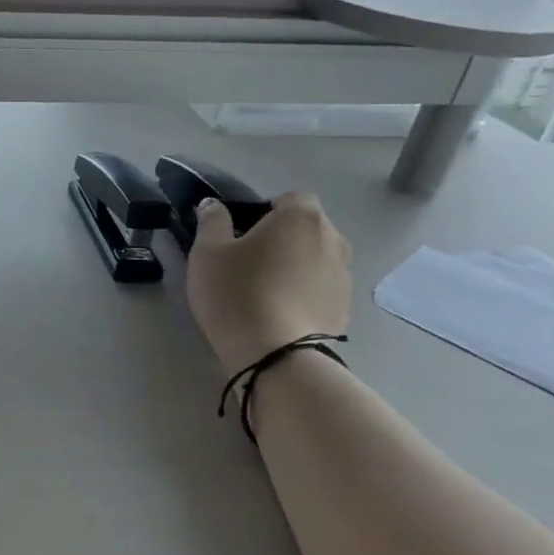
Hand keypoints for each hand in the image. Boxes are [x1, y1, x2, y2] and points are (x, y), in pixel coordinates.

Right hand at [185, 192, 352, 372]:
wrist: (275, 355)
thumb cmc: (237, 293)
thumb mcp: (207, 253)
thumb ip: (211, 221)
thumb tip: (213, 204)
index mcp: (301, 216)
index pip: (288, 199)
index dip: (264, 213)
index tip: (242, 237)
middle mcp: (333, 238)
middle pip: (306, 228)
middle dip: (283, 239)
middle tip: (250, 264)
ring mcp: (345, 274)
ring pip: (316, 259)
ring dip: (297, 266)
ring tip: (267, 292)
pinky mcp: (346, 308)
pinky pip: (322, 289)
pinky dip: (306, 294)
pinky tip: (281, 314)